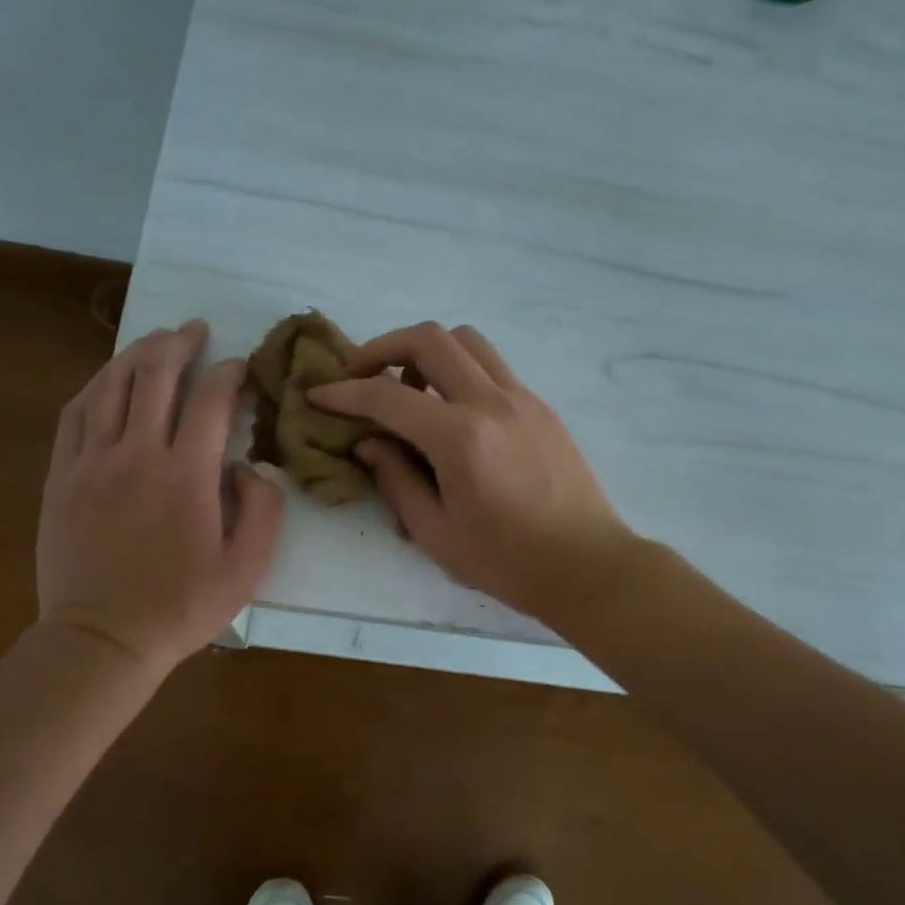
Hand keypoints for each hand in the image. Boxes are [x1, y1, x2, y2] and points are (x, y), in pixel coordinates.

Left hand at [37, 320, 282, 674]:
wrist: (102, 639)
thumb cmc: (181, 607)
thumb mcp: (247, 569)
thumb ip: (264, 509)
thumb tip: (250, 465)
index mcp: (187, 474)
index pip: (211, 399)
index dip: (230, 374)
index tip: (240, 368)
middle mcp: (137, 453)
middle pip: (156, 375)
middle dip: (180, 343)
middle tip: (195, 329)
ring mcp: (92, 461)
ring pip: (112, 384)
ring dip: (137, 353)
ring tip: (156, 340)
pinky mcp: (62, 476)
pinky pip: (76, 413)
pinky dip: (96, 385)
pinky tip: (109, 378)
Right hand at [310, 322, 636, 622]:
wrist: (587, 566)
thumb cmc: (506, 562)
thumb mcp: (435, 532)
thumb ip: (396, 480)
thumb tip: (370, 443)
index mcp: (460, 438)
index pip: (387, 396)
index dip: (344, 392)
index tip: (318, 393)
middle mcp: (492, 403)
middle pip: (430, 339)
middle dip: (383, 347)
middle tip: (362, 376)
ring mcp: (522, 399)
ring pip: (467, 341)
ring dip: (427, 352)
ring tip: (410, 391)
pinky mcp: (541, 407)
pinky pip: (492, 367)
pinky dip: (460, 371)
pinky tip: (451, 412)